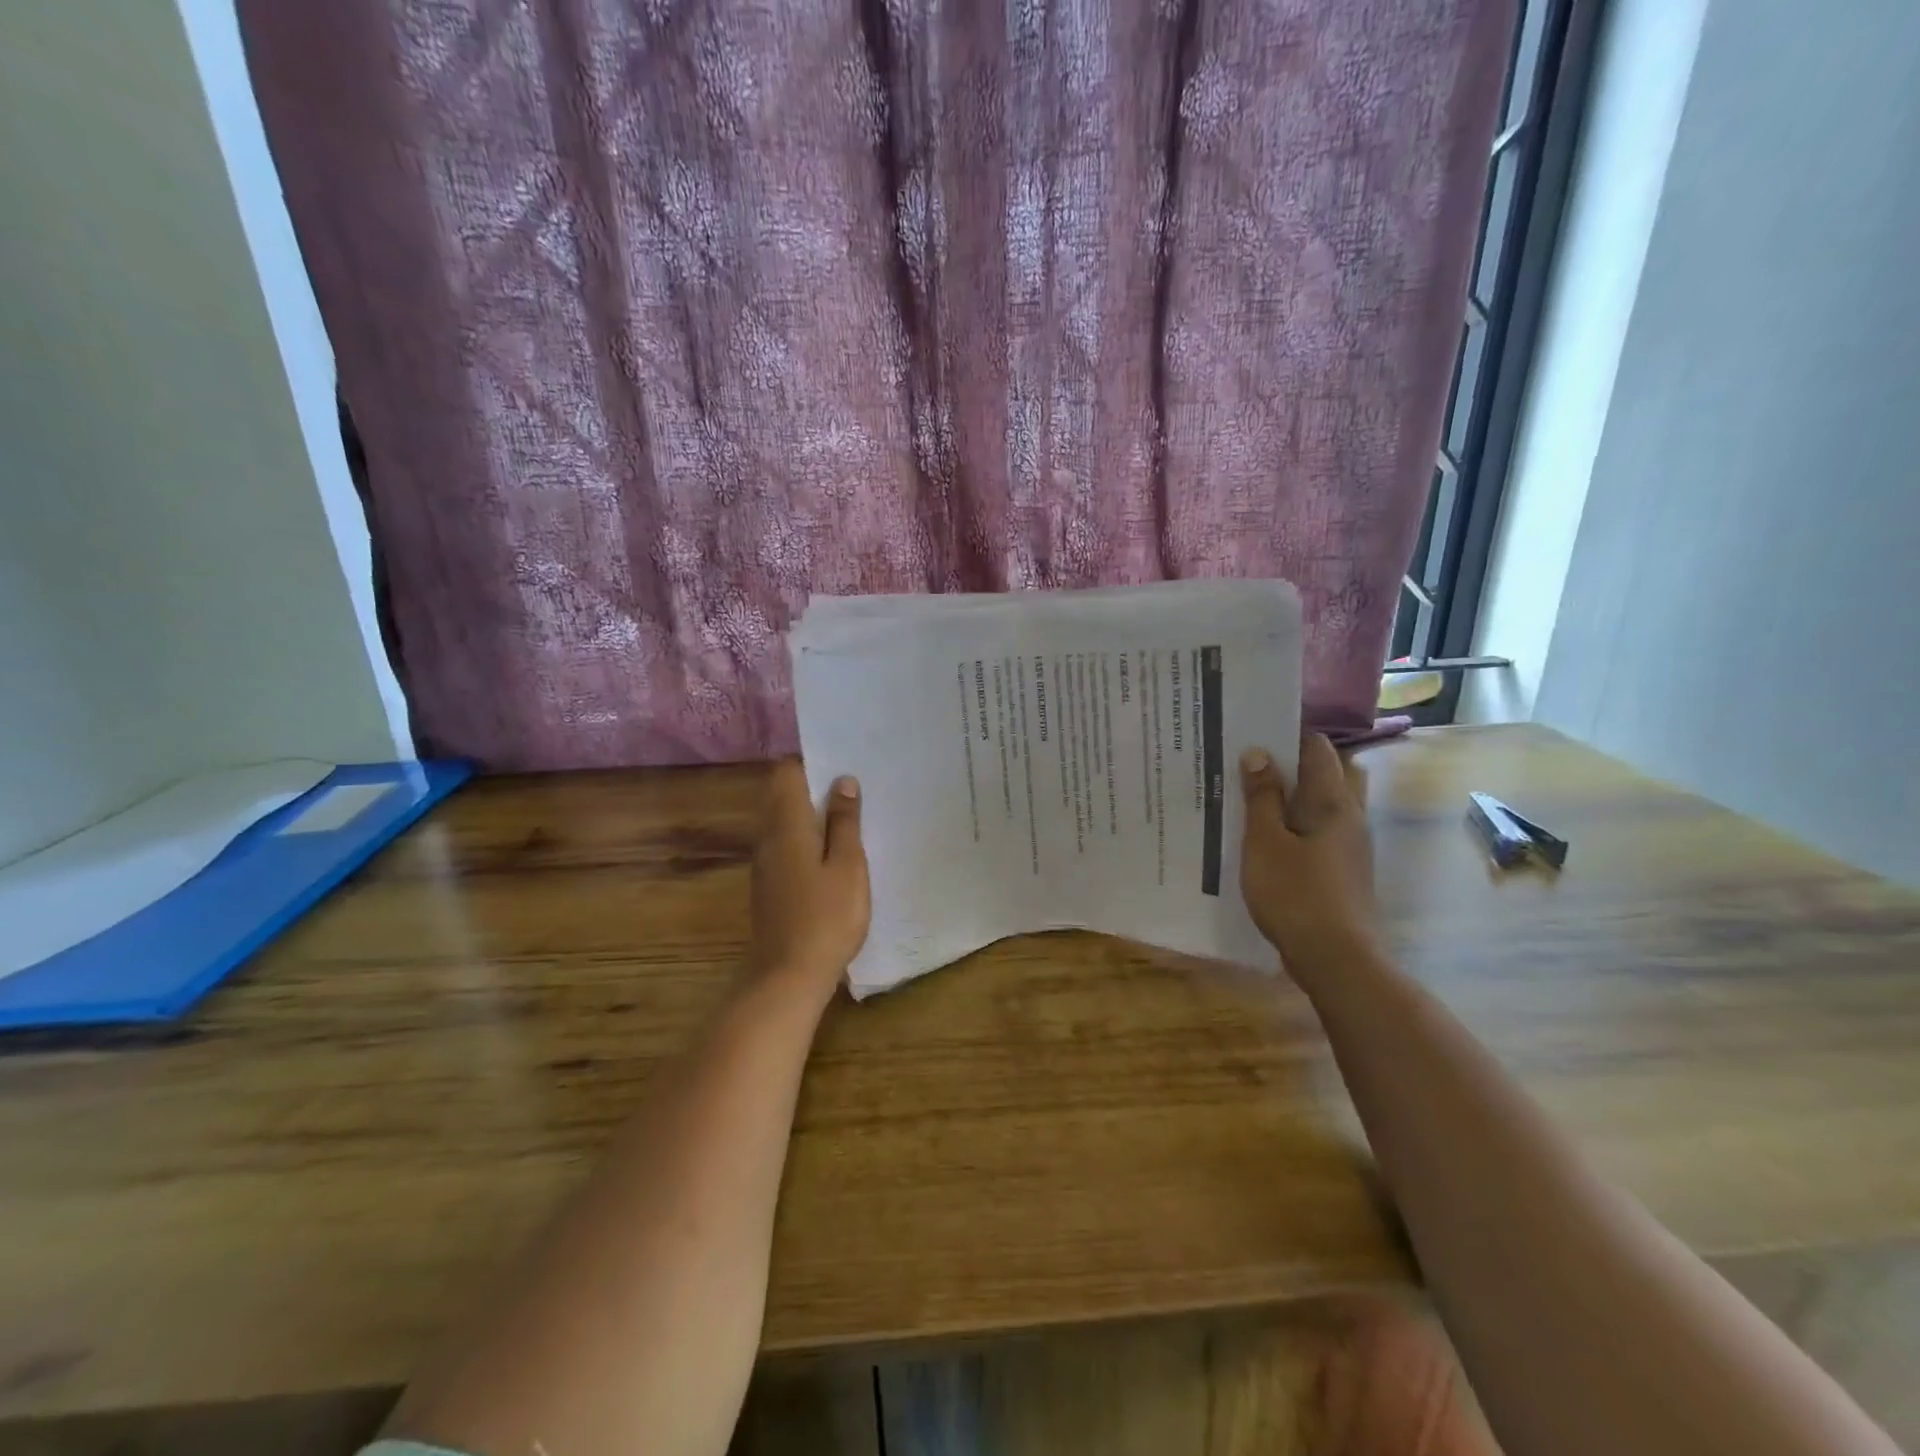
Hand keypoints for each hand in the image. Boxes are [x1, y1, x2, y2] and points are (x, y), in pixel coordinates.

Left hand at [746, 760, 870, 998]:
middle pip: (783, 795)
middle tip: (855, 789)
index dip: (812, 762)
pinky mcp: (769, 885)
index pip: (786, 772)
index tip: (843, 763)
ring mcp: (765, 863)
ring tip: (851, 817)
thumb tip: (843, 781)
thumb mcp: (847, 865)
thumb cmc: (826, 917)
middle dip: (815, 786)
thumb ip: (844, 822)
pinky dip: (807, 838)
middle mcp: (768, 837)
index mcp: (786, 824)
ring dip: (813, 813)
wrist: (788, 976)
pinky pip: (786, 845)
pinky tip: (834, 853)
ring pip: (785, 821)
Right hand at [1240, 733, 1375, 985]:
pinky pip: (1322, 832)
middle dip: (1293, 766)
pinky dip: (1298, 825)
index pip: (1317, 749)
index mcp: (1334, 802)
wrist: (1336, 960)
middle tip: (1252, 767)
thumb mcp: (1265, 842)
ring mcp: (1352, 847)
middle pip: (1328, 774)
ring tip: (1254, 800)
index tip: (1252, 734)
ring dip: (1295, 798)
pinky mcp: (1345, 871)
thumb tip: (1259, 753)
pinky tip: (1269, 840)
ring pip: (1325, 805)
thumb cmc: (1295, 895)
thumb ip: (1262, 797)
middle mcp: (1351, 817)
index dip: (1287, 735)